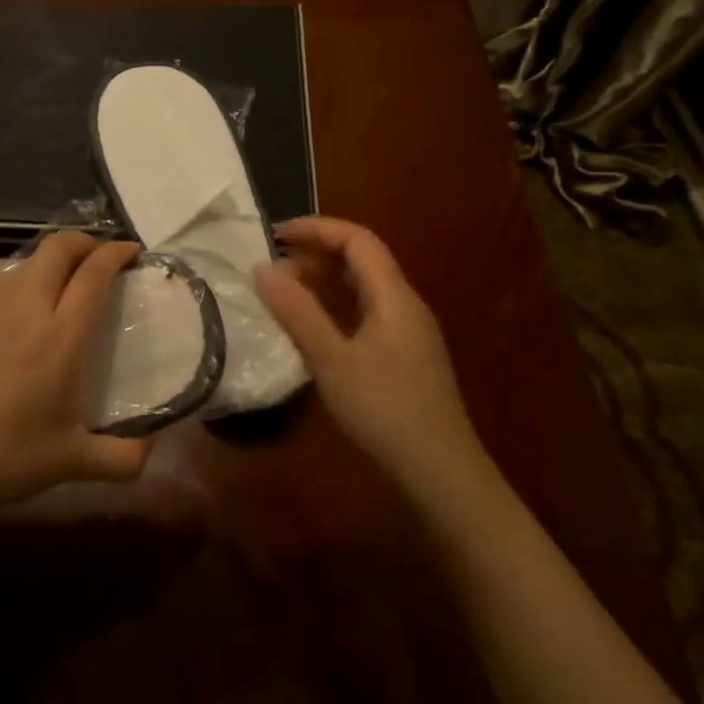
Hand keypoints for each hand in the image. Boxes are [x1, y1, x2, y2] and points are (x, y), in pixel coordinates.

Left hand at [0, 233, 151, 517]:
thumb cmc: (8, 457)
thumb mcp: (74, 464)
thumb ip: (125, 459)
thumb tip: (154, 447)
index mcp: (60, 337)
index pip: (93, 274)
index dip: (116, 254)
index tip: (133, 253)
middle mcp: (27, 311)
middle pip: (57, 248)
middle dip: (86, 242)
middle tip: (104, 261)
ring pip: (29, 259)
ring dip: (56, 257)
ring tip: (71, 279)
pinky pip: (7, 279)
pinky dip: (30, 274)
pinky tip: (32, 304)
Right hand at [255, 216, 488, 505]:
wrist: (441, 475)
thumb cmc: (386, 411)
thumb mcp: (332, 360)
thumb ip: (297, 312)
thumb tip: (262, 268)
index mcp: (394, 296)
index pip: (357, 240)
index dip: (317, 228)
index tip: (274, 235)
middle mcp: (404, 306)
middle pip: (361, 261)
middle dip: (316, 255)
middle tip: (272, 268)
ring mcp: (407, 334)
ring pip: (362, 291)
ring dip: (323, 284)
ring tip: (283, 295)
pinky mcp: (403, 359)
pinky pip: (365, 316)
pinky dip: (334, 311)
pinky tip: (311, 332)